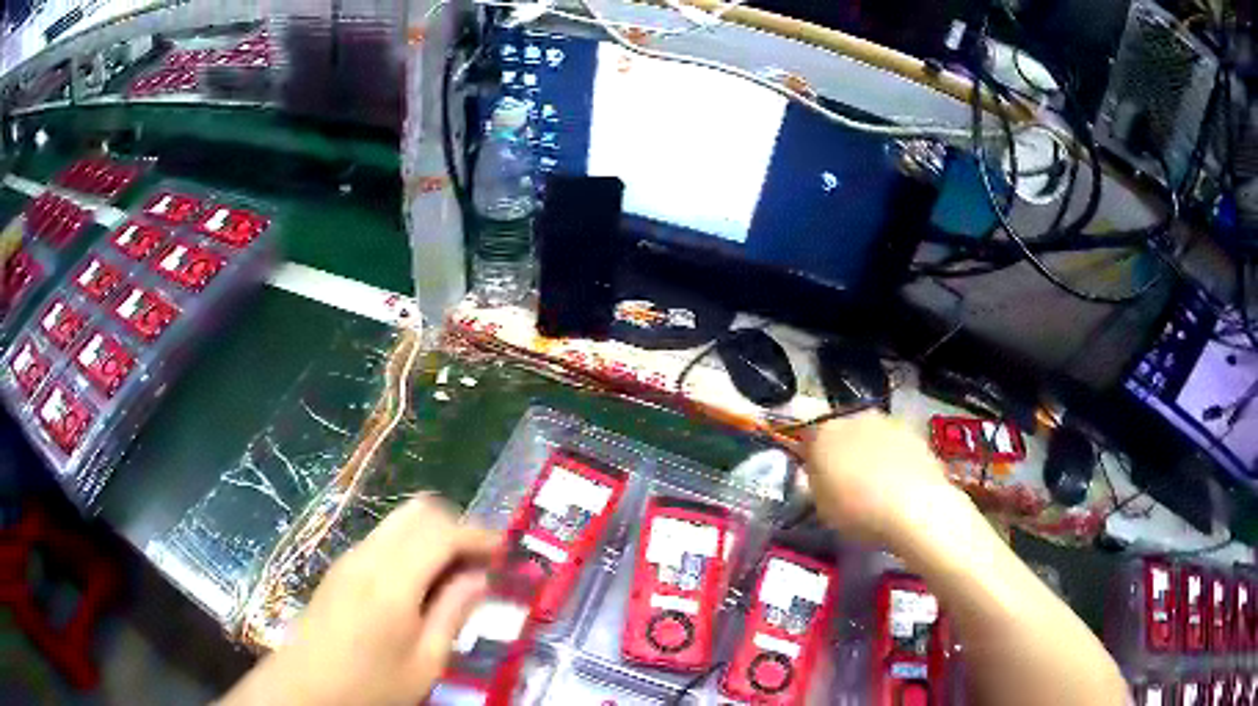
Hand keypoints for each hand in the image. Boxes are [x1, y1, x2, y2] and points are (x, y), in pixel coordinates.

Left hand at [221, 495, 500, 705]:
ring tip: (455, 574)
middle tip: (480, 561)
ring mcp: (350, 557)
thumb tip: (479, 579)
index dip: (479, 536)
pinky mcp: (340, 567)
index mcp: (392, 580)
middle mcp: (368, 555)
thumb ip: (453, 614)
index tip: (505, 554)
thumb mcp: (425, 663)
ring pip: (399, 521)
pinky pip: (384, 538)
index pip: (442, 531)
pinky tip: (420, 582)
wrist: (306, 687)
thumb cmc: (371, 684)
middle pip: (419, 511)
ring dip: (433, 535)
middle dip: (456, 527)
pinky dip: (411, 545)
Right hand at [802, 411, 964, 547]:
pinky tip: (901, 486)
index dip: (812, 457)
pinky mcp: (915, 433)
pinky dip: (896, 460)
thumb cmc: (858, 511)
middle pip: (843, 432)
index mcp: (823, 434)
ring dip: (872, 454)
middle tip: (848, 483)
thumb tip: (820, 474)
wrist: (915, 507)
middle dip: (844, 452)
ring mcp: (888, 422)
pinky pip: (897, 445)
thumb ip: (816, 483)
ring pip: (873, 437)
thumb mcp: (821, 507)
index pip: (809, 437)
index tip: (817, 478)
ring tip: (879, 488)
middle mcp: (855, 418)